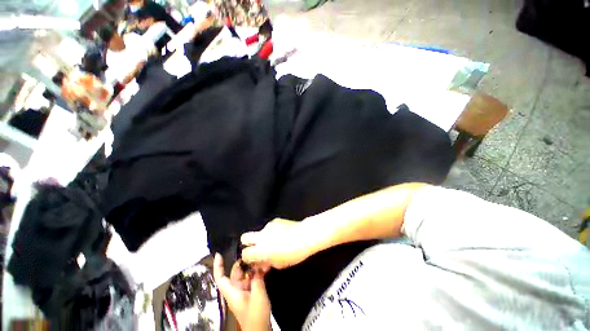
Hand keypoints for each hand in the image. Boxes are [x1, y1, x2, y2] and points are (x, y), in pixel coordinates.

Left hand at [213, 253, 269, 330]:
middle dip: (243, 262)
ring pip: (245, 275)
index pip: (220, 278)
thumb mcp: (258, 295)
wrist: (260, 330)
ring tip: (262, 258)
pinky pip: (252, 279)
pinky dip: (257, 273)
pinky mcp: (251, 293)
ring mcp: (244, 291)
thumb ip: (257, 278)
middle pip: (236, 272)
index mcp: (232, 292)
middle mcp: (236, 290)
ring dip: (253, 267)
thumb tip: (258, 264)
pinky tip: (265, 268)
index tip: (219, 254)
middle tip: (253, 251)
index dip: (218, 266)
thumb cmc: (255, 315)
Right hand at [241, 218, 315, 268]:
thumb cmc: (293, 254)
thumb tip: (261, 263)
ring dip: (263, 238)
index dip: (247, 258)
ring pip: (259, 232)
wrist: (304, 236)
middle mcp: (261, 236)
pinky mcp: (275, 220)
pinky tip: (282, 234)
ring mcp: (267, 226)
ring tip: (276, 241)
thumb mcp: (279, 264)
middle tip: (257, 249)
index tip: (254, 260)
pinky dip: (272, 232)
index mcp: (260, 249)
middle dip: (248, 244)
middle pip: (244, 237)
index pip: (244, 254)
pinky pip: (269, 227)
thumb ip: (266, 263)